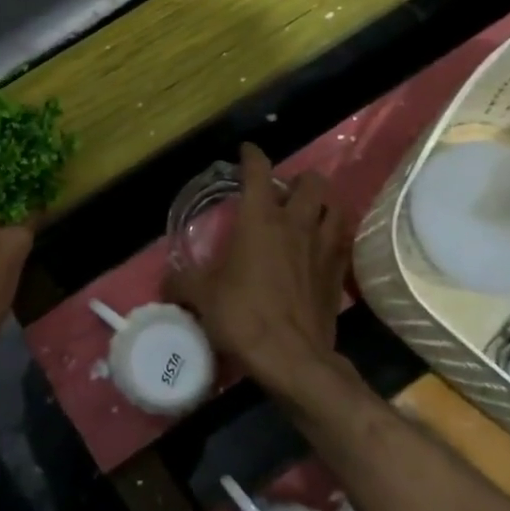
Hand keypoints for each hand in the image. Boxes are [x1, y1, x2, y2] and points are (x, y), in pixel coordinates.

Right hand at [165, 144, 351, 396]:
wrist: (293, 359)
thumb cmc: (243, 316)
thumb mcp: (201, 296)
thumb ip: (181, 281)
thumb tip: (166, 280)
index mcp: (260, 219)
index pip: (258, 172)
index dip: (251, 156)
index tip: (246, 151)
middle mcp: (296, 224)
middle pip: (311, 182)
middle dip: (298, 179)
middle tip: (283, 192)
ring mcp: (323, 247)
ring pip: (335, 206)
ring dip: (323, 203)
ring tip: (309, 212)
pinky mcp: (338, 273)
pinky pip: (342, 241)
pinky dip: (333, 235)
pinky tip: (322, 247)